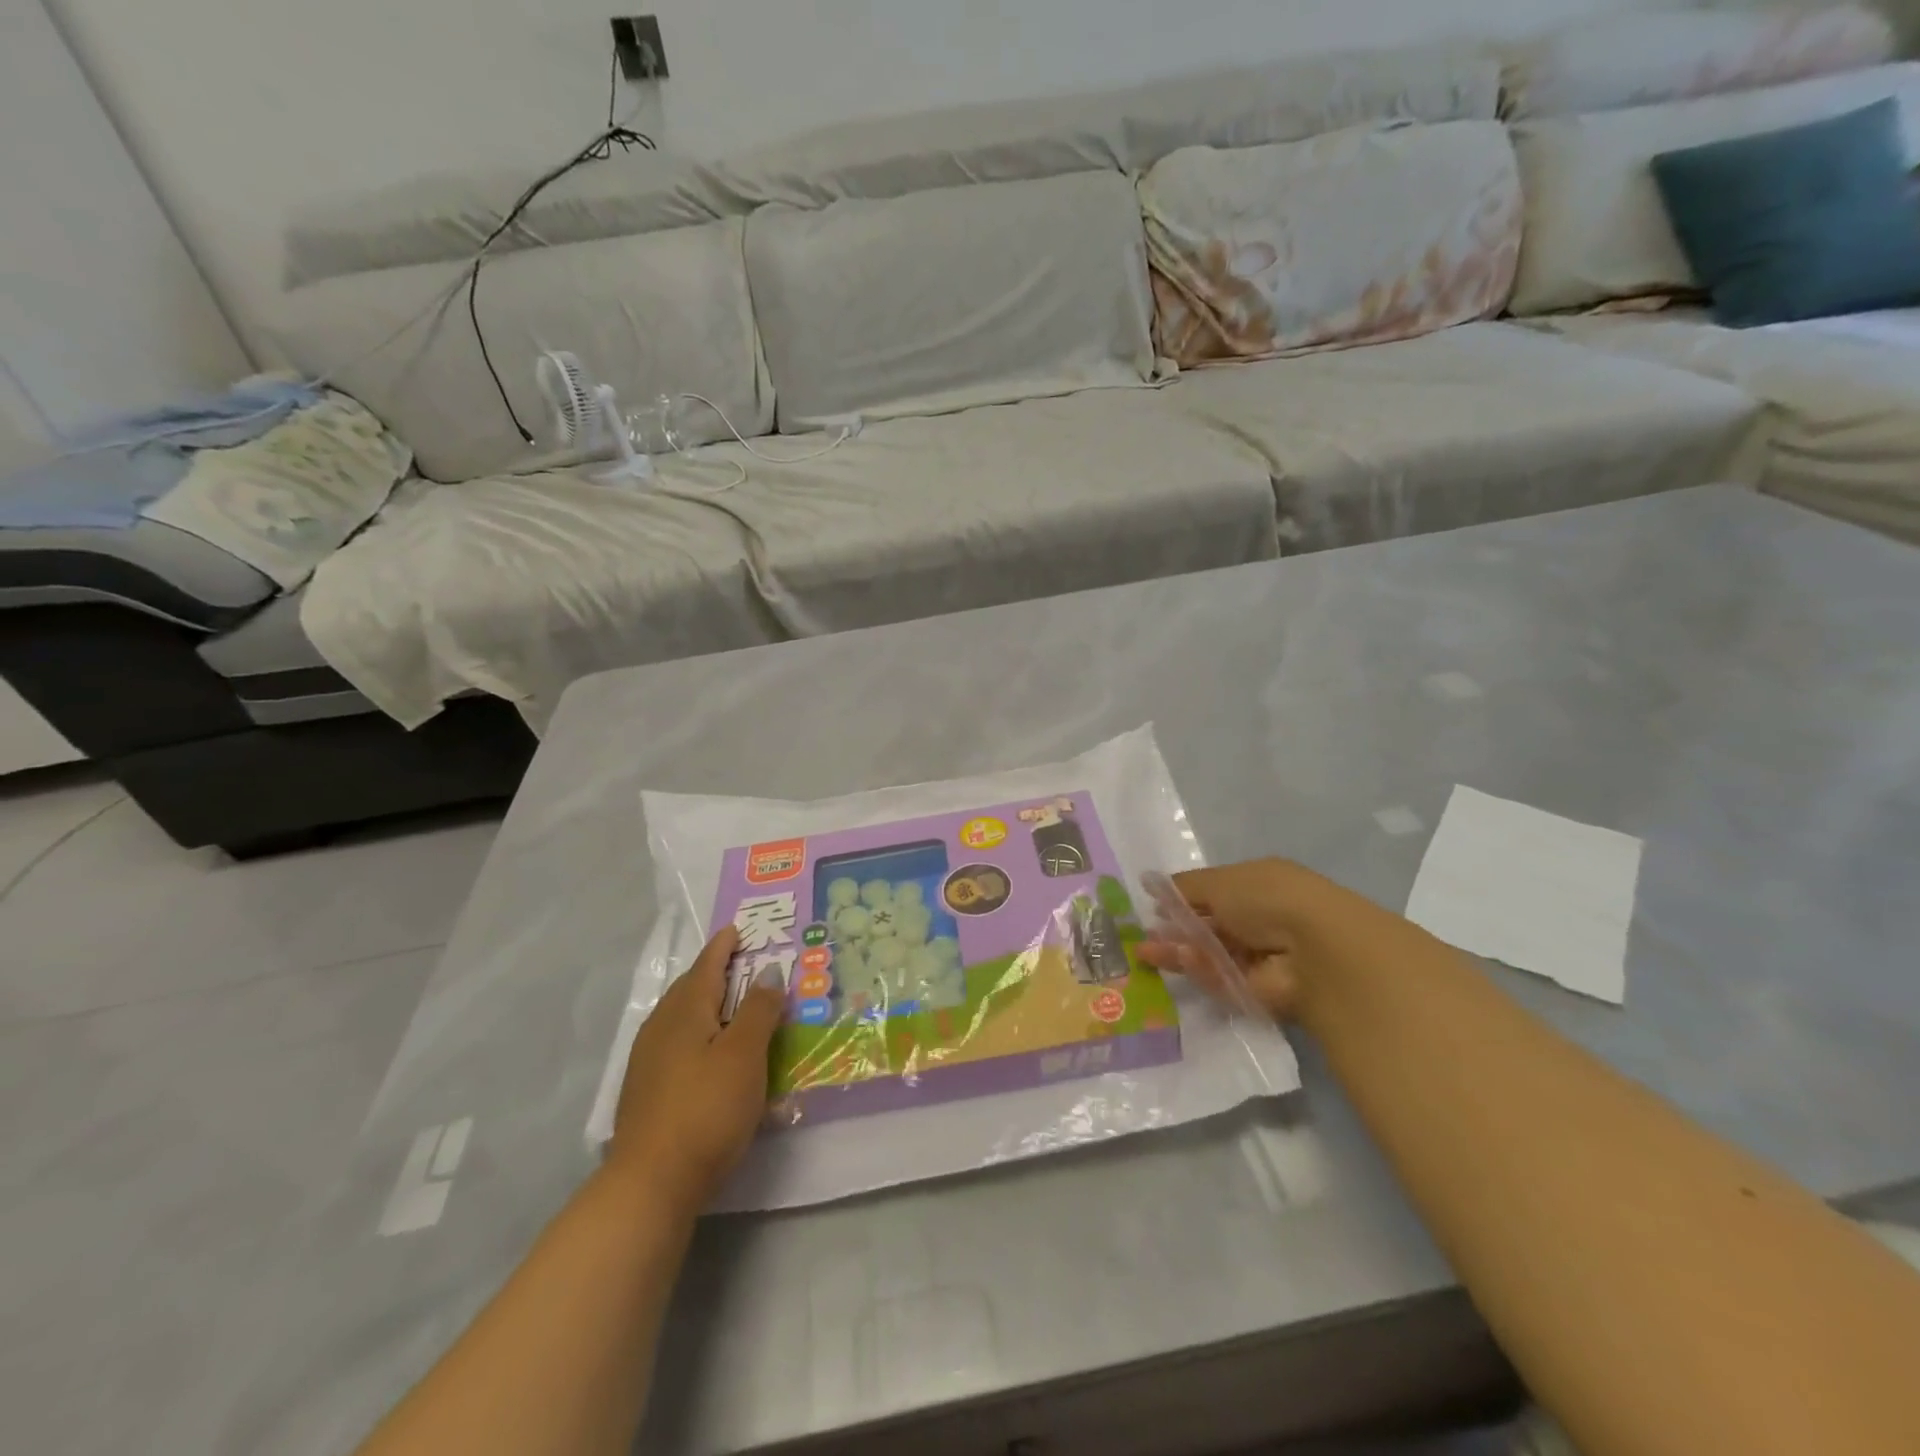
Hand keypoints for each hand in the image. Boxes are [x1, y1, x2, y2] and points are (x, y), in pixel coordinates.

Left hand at [607, 926, 785, 1212]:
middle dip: (714, 972)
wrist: (650, 1183)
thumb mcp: (745, 1054)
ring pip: (681, 1018)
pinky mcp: (647, 1091)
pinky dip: (699, 1034)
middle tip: (741, 963)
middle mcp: (661, 1027)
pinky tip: (711, 1054)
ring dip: (707, 1004)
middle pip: (690, 988)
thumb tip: (768, 971)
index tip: (736, 929)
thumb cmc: (706, 1108)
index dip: (724, 946)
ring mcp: (648, 1061)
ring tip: (732, 1006)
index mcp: (685, 1010)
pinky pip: (678, 1044)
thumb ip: (758, 1010)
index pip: (707, 965)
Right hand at [1140, 858, 1337, 1021]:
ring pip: (1210, 955)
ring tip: (1145, 952)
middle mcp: (1260, 920)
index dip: (1182, 899)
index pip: (1214, 892)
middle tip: (1142, 935)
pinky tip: (1180, 960)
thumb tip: (1151, 884)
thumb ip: (1184, 887)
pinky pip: (1221, 979)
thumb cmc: (1266, 899)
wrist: (1313, 950)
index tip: (1152, 905)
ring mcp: (1259, 958)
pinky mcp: (1257, 992)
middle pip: (1209, 926)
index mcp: (1257, 886)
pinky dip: (1201, 970)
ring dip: (1178, 951)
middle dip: (1175, 929)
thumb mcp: (1219, 881)